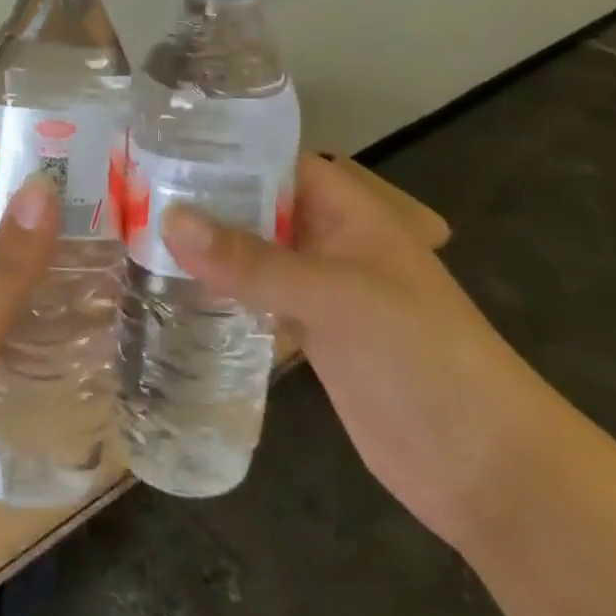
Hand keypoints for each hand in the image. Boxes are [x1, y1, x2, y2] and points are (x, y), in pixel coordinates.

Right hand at [159, 152, 566, 552]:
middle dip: (203, 199)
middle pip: (257, 205)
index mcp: (348, 210)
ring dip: (207, 247)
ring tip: (136, 233)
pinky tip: (171, 290)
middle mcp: (330, 239)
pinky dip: (220, 291)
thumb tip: (168, 219)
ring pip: (252, 253)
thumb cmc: (422, 357)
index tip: (158, 147)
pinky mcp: (310, 333)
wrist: (485, 468)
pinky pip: (256, 297)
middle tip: (131, 193)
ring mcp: (319, 289)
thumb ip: (252, 260)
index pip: (275, 159)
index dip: (223, 149)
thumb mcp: (336, 297)